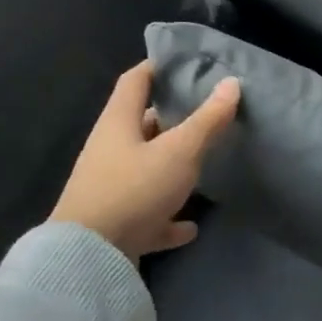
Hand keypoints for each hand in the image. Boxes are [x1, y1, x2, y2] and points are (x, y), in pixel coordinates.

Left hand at [53, 61, 240, 264]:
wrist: (90, 258)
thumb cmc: (135, 189)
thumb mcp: (180, 151)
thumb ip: (208, 119)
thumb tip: (231, 83)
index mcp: (119, 123)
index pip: (135, 81)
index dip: (157, 67)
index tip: (183, 63)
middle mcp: (110, 151)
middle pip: (140, 125)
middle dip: (170, 118)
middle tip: (204, 112)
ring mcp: (110, 189)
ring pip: (144, 169)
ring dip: (170, 167)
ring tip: (202, 164)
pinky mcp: (116, 224)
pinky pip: (148, 214)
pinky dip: (168, 218)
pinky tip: (190, 226)